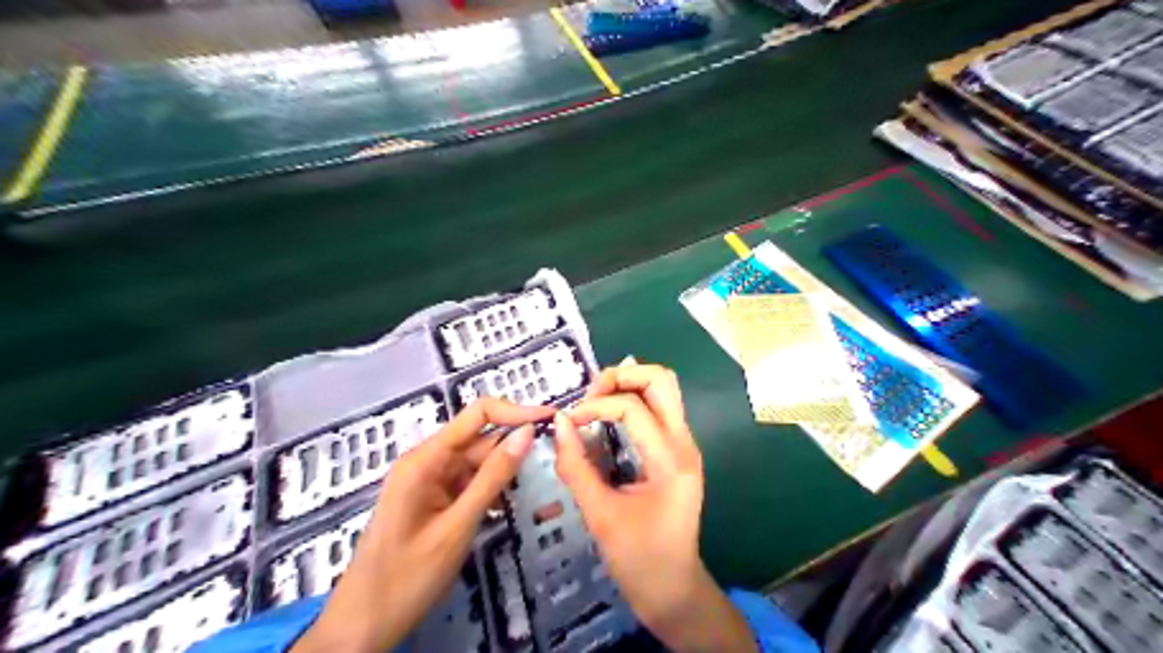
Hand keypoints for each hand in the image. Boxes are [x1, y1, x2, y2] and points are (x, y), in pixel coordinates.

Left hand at [290, 397, 552, 651]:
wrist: (363, 626)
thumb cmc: (407, 577)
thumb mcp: (458, 525)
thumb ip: (494, 477)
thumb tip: (527, 432)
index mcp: (425, 458)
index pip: (477, 414)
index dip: (515, 411)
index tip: (550, 419)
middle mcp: (427, 462)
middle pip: (480, 439)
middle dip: (514, 446)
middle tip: (554, 457)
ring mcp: (430, 482)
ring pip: (477, 463)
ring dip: (504, 473)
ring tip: (535, 485)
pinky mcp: (434, 500)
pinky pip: (468, 484)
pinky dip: (489, 492)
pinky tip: (505, 508)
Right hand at [558, 365, 759, 652]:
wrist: (673, 589)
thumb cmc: (638, 559)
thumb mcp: (600, 515)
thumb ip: (576, 466)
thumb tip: (558, 422)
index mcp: (671, 459)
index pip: (632, 408)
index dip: (593, 407)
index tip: (567, 423)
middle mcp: (684, 442)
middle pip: (661, 379)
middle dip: (621, 377)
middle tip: (589, 396)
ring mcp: (685, 444)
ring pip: (663, 388)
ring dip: (628, 385)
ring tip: (595, 403)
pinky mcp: (678, 450)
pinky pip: (659, 407)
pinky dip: (632, 400)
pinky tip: (607, 417)